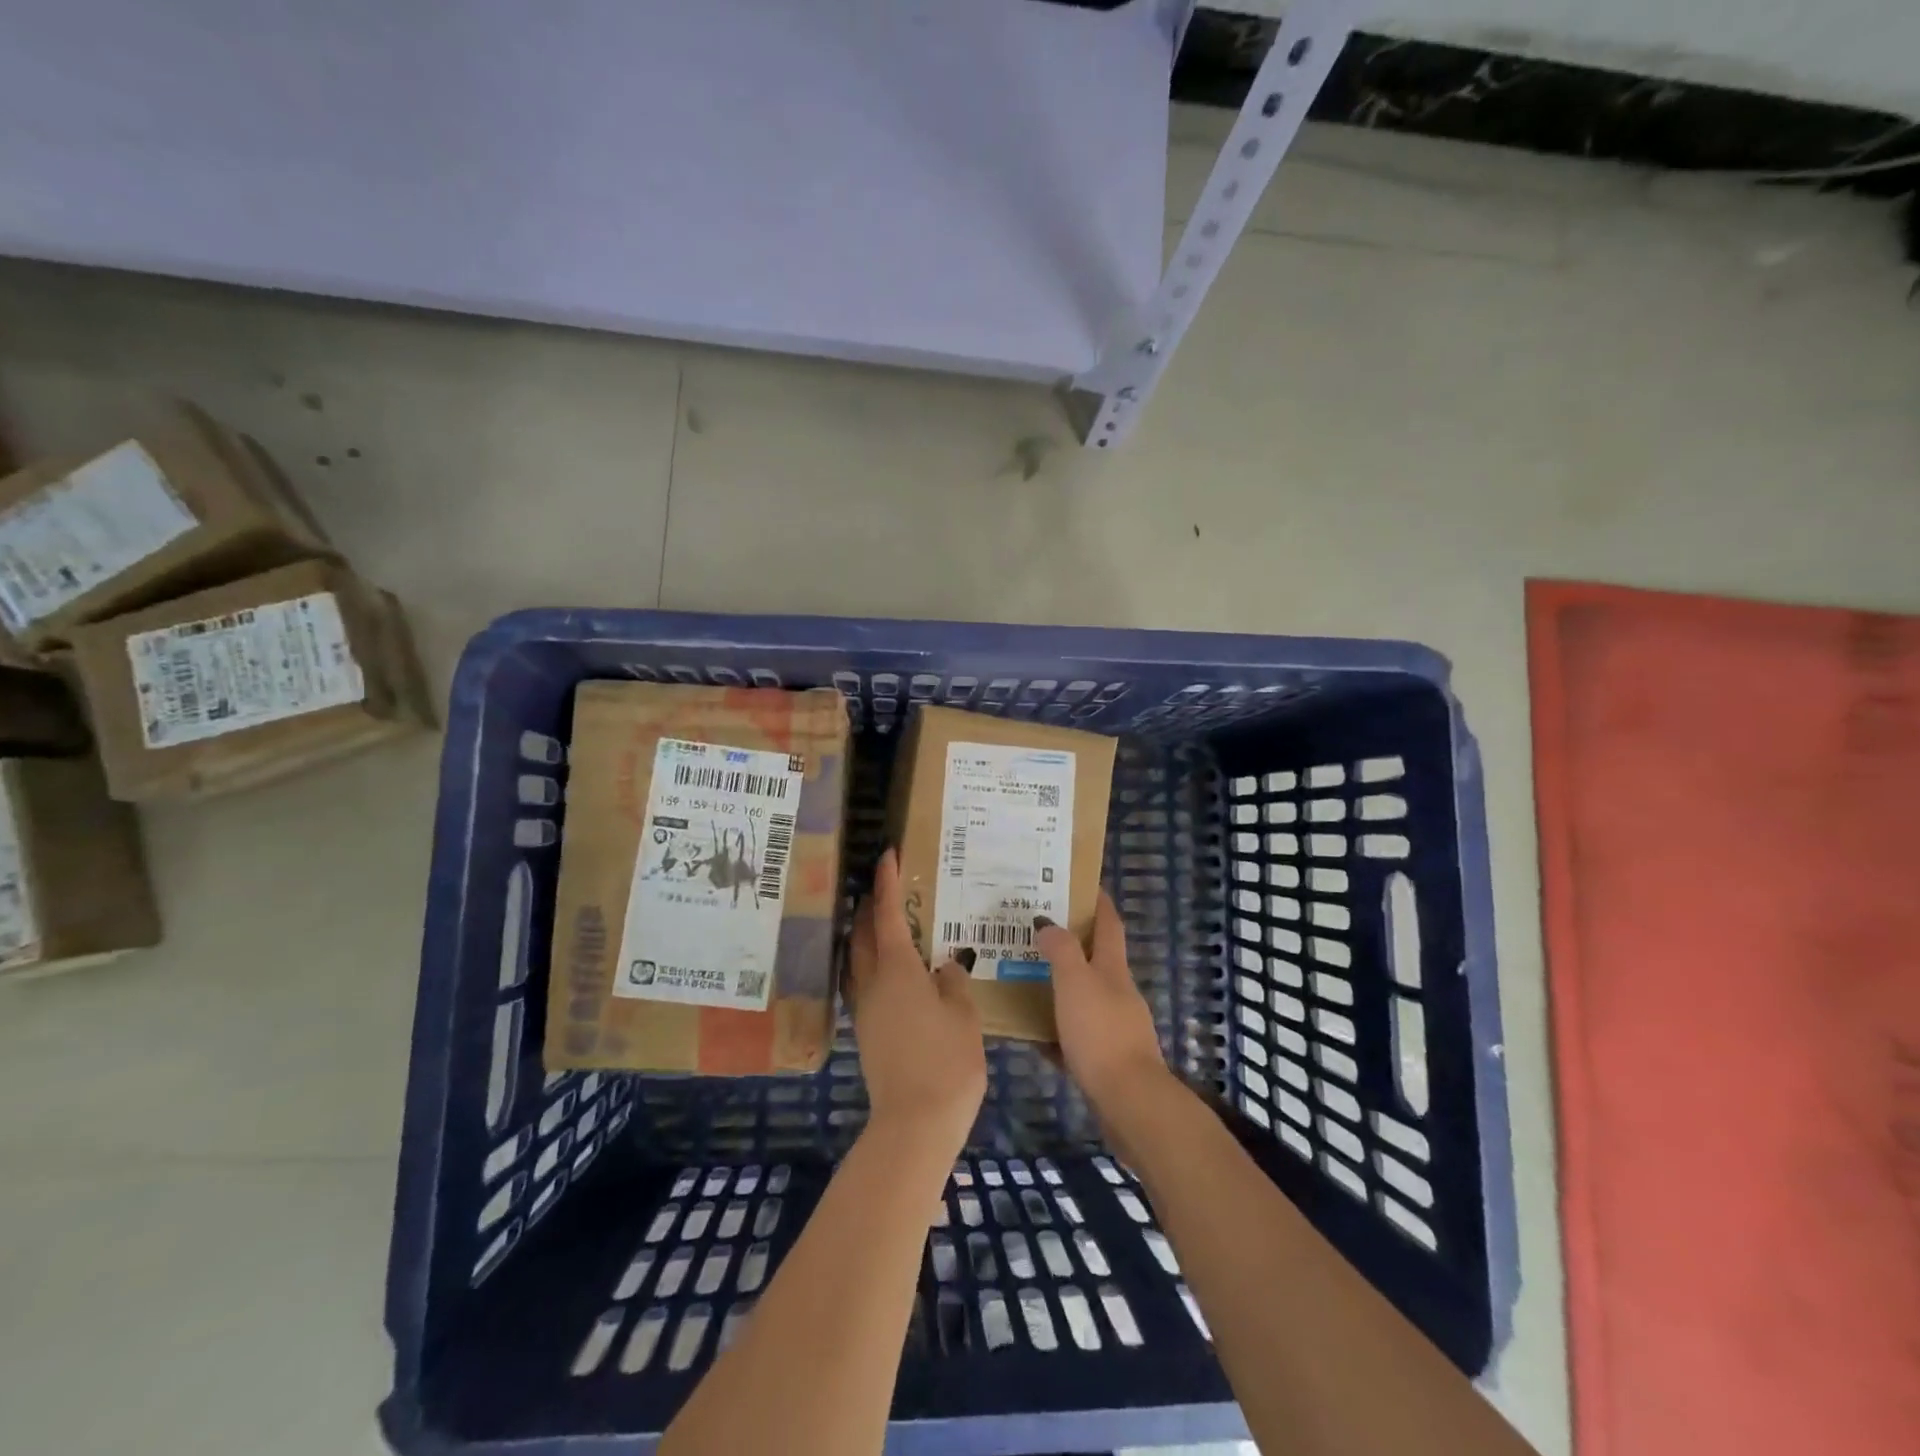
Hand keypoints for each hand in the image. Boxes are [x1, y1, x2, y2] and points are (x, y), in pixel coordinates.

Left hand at [848, 849, 987, 1150]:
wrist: (914, 1122)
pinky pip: (862, 981)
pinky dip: (871, 962)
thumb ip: (953, 982)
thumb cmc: (946, 1060)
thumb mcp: (963, 1014)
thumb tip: (943, 967)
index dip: (886, 881)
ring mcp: (864, 1007)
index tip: (887, 854)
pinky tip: (892, 970)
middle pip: (863, 932)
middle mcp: (872, 981)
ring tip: (888, 922)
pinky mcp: (865, 1030)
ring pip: (857, 957)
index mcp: (897, 968)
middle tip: (887, 886)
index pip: (888, 913)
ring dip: (866, 933)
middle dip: (871, 904)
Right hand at [1034, 893, 1172, 1117]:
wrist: (1129, 1100)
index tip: (1081, 884)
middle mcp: (1118, 992)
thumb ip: (1061, 950)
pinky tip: (1032, 1033)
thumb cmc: (1100, 1032)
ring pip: (1083, 996)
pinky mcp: (1107, 1058)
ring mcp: (1115, 1026)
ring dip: (1060, 985)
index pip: (1108, 924)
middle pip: (1095, 959)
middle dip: (1069, 943)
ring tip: (1025, 978)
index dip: (1098, 902)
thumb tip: (1048, 922)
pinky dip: (1056, 1027)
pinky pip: (1076, 1033)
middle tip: (1034, 931)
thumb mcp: (1075, 982)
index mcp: (1112, 968)